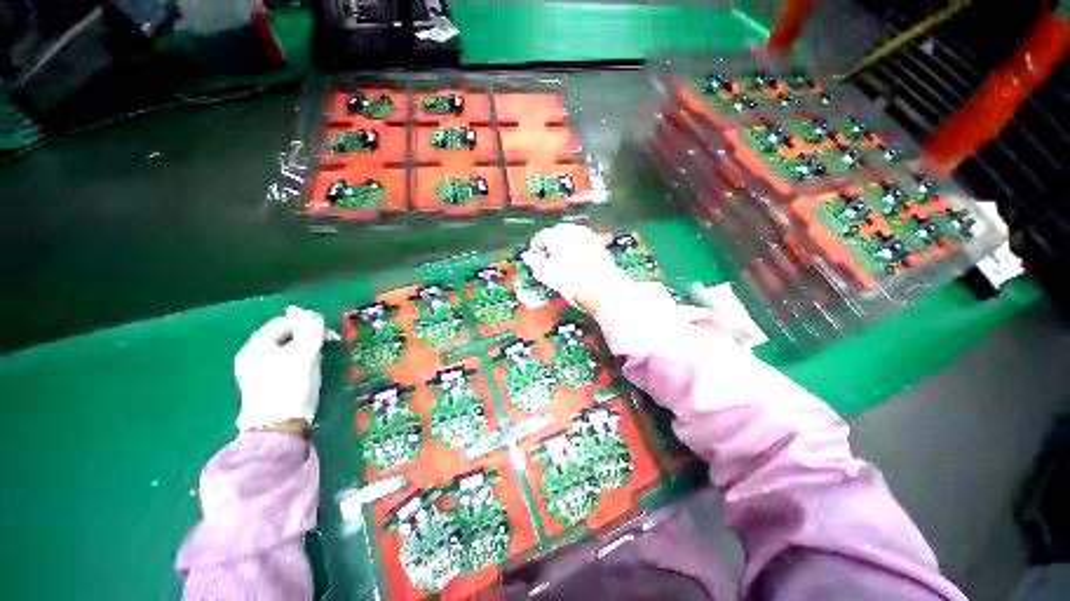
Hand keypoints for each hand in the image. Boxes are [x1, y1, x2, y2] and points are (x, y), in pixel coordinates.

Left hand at [234, 306, 336, 431]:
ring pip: (284, 349)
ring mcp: (255, 371)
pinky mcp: (262, 384)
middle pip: (283, 335)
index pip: (284, 322)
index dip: (308, 323)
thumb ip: (308, 330)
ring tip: (318, 360)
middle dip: (307, 337)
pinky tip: (306, 372)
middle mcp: (251, 355)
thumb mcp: (305, 354)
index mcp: (257, 345)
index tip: (329, 335)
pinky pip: (282, 362)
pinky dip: (296, 361)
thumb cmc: (291, 386)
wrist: (278, 428)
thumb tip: (303, 310)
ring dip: (304, 349)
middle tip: (325, 347)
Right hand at [522, 223, 633, 311]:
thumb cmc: (576, 283)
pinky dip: (575, 253)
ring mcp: (588, 237)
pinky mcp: (599, 245)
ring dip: (562, 251)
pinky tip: (574, 267)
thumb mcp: (546, 275)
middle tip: (546, 265)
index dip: (534, 251)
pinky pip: (581, 246)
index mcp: (558, 233)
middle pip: (555, 236)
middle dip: (549, 249)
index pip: (540, 238)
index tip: (534, 260)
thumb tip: (532, 259)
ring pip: (569, 241)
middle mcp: (574, 231)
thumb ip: (535, 264)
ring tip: (560, 268)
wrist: (604, 291)